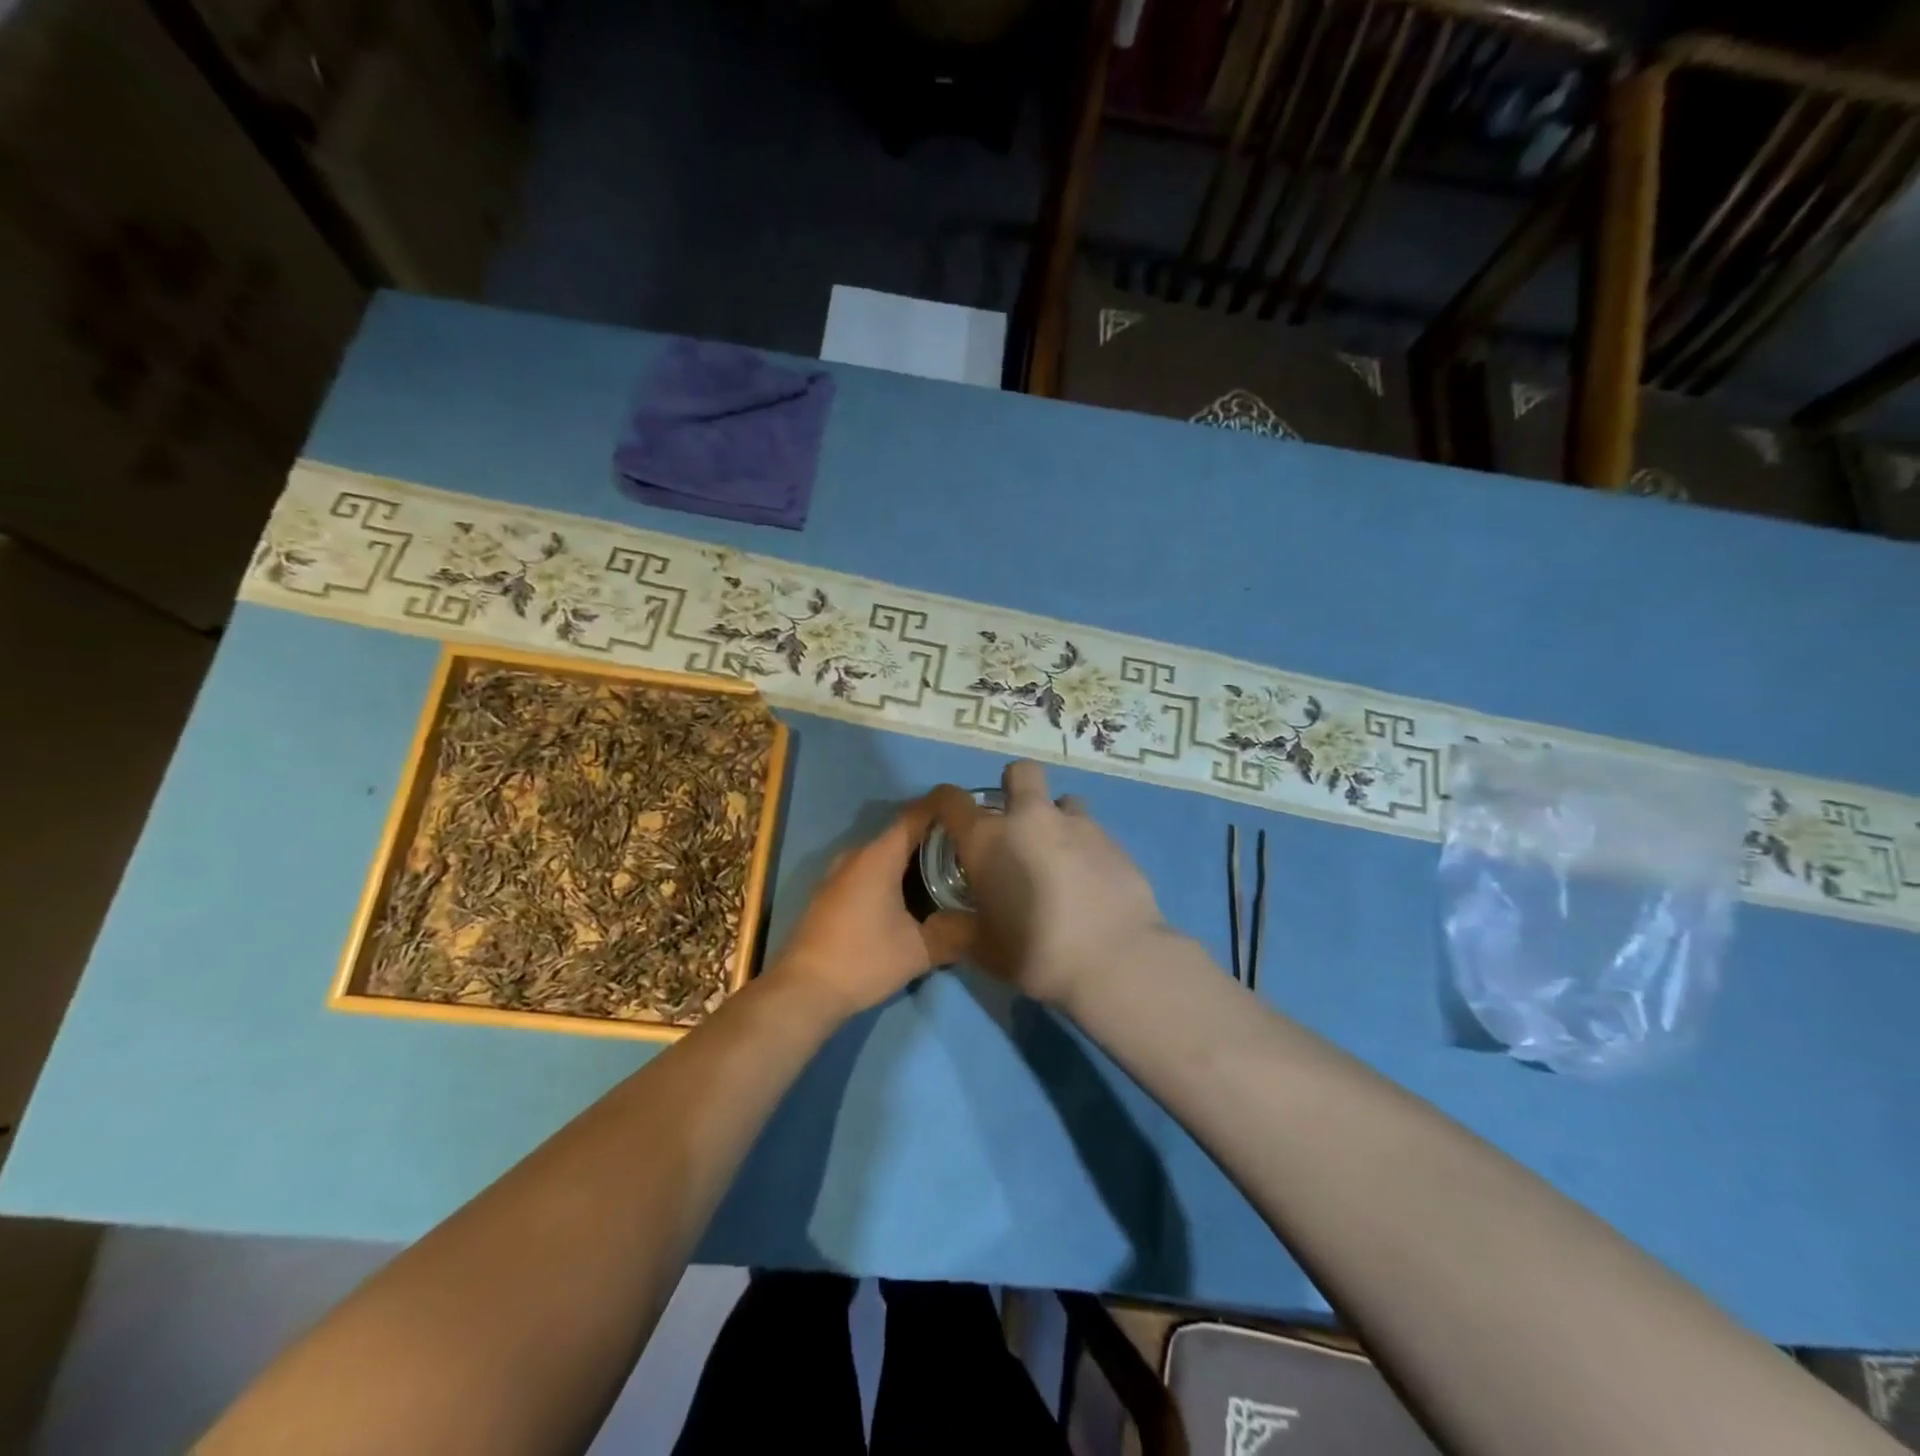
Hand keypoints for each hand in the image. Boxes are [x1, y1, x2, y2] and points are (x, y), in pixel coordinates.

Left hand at [767, 795, 973, 1018]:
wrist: (803, 990)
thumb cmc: (863, 960)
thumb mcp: (919, 951)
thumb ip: (957, 934)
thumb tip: (986, 924)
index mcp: (879, 856)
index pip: (916, 815)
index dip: (944, 808)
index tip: (972, 811)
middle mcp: (856, 855)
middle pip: (901, 833)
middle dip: (934, 837)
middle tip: (967, 849)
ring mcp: (838, 874)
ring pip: (884, 854)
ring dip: (912, 858)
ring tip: (947, 872)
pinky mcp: (830, 893)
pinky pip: (869, 870)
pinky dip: (893, 874)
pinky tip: (912, 896)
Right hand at [930, 762, 1170, 1010]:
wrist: (1115, 961)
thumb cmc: (1036, 954)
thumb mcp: (983, 950)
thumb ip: (957, 930)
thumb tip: (941, 923)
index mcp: (988, 840)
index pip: (951, 800)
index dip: (943, 803)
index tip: (948, 819)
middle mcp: (1030, 819)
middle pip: (1020, 773)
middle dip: (1014, 787)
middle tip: (1014, 824)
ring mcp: (1078, 825)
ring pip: (1063, 801)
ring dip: (1056, 819)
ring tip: (1058, 857)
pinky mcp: (1114, 841)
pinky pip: (1092, 832)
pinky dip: (1085, 848)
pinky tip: (1090, 882)